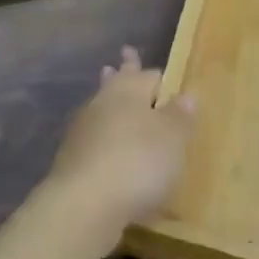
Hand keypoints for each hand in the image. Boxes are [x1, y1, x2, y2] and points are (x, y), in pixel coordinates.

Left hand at [45, 47, 195, 248]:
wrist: (85, 203)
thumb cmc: (137, 162)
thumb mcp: (172, 139)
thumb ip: (179, 116)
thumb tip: (186, 94)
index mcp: (129, 91)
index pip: (148, 75)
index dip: (157, 75)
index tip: (159, 71)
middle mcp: (103, 103)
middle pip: (117, 83)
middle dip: (123, 71)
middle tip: (125, 55)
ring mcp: (83, 130)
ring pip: (101, 107)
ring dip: (109, 101)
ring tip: (112, 95)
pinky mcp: (72, 158)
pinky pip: (93, 137)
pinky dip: (102, 136)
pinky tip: (107, 145)